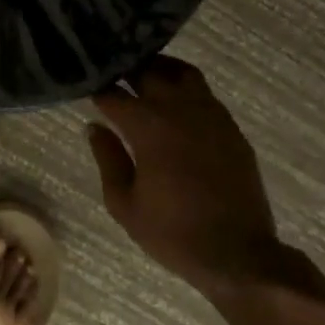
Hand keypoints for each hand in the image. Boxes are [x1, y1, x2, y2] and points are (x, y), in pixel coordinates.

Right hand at [87, 56, 278, 297]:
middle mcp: (180, 110)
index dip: (98, 90)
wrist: (238, 254)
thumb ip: (108, 159)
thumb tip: (94, 127)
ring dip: (159, 70)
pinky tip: (175, 103)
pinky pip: (204, 94)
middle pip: (149, 71)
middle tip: (112, 74)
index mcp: (149, 128)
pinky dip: (184, 88)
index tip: (86, 88)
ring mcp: (210, 115)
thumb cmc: (173, 234)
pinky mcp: (231, 127)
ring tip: (143, 78)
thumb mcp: (125, 204)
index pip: (115, 95)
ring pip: (182, 73)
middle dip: (127, 70)